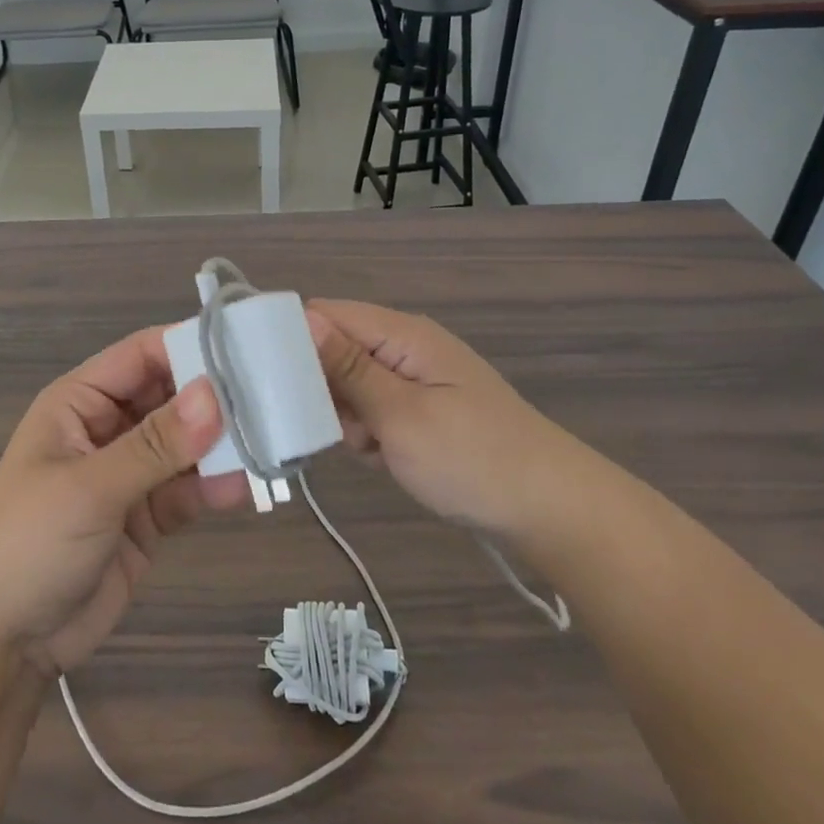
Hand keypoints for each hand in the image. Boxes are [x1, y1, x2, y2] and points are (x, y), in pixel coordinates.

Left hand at [0, 326, 250, 677]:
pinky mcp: (148, 517)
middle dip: (217, 398)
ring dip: (223, 444)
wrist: (2, 642)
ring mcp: (130, 474)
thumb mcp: (90, 487)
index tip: (248, 347)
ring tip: (274, 440)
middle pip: (171, 397)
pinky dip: (217, 486)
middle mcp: (108, 428)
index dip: (190, 346)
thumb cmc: (29, 543)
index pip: (143, 356)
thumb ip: (155, 444)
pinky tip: (249, 487)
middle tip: (276, 396)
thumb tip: (216, 394)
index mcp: (80, 402)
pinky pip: (189, 489)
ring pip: (186, 445)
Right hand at [308, 299, 581, 539]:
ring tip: (370, 449)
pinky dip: (370, 433)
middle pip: (335, 349)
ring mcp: (416, 379)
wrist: (550, 509)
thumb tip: (303, 317)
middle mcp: (406, 346)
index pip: (326, 314)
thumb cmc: (472, 459)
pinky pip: (375, 409)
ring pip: (351, 385)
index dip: (295, 340)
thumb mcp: (400, 415)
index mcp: (401, 334)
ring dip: (347, 417)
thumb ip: (348, 368)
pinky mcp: (423, 408)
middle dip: (323, 389)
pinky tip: (384, 457)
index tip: (273, 382)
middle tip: (340, 428)